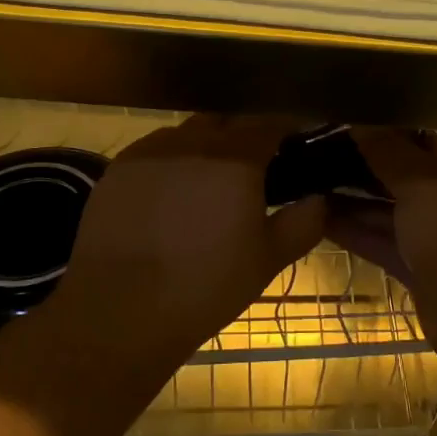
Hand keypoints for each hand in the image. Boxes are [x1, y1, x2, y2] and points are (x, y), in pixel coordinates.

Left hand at [58, 115, 325, 352]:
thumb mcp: (267, 260)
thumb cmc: (205, 288)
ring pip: (186, 134)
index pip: (267, 124)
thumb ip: (302, 223)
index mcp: (236, 160)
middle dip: (241, 138)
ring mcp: (149, 152)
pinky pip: (153, 151)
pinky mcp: (117, 169)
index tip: (292, 147)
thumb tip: (319, 198)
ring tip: (204, 184)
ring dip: (203, 148)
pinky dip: (168, 163)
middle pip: (225, 124)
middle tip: (249, 172)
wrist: (120, 311)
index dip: (283, 131)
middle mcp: (192, 143)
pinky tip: (166, 195)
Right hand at [326, 129, 436, 374]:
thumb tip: (360, 122)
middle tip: (314, 149)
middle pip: (404, 171)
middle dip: (363, 162)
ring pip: (392, 208)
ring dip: (353, 197)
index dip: (383, 125)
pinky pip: (385, 242)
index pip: (422, 133)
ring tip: (305, 181)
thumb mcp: (424, 183)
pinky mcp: (423, 269)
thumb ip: (389, 151)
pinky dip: (356, 231)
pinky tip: (318, 217)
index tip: (341, 117)